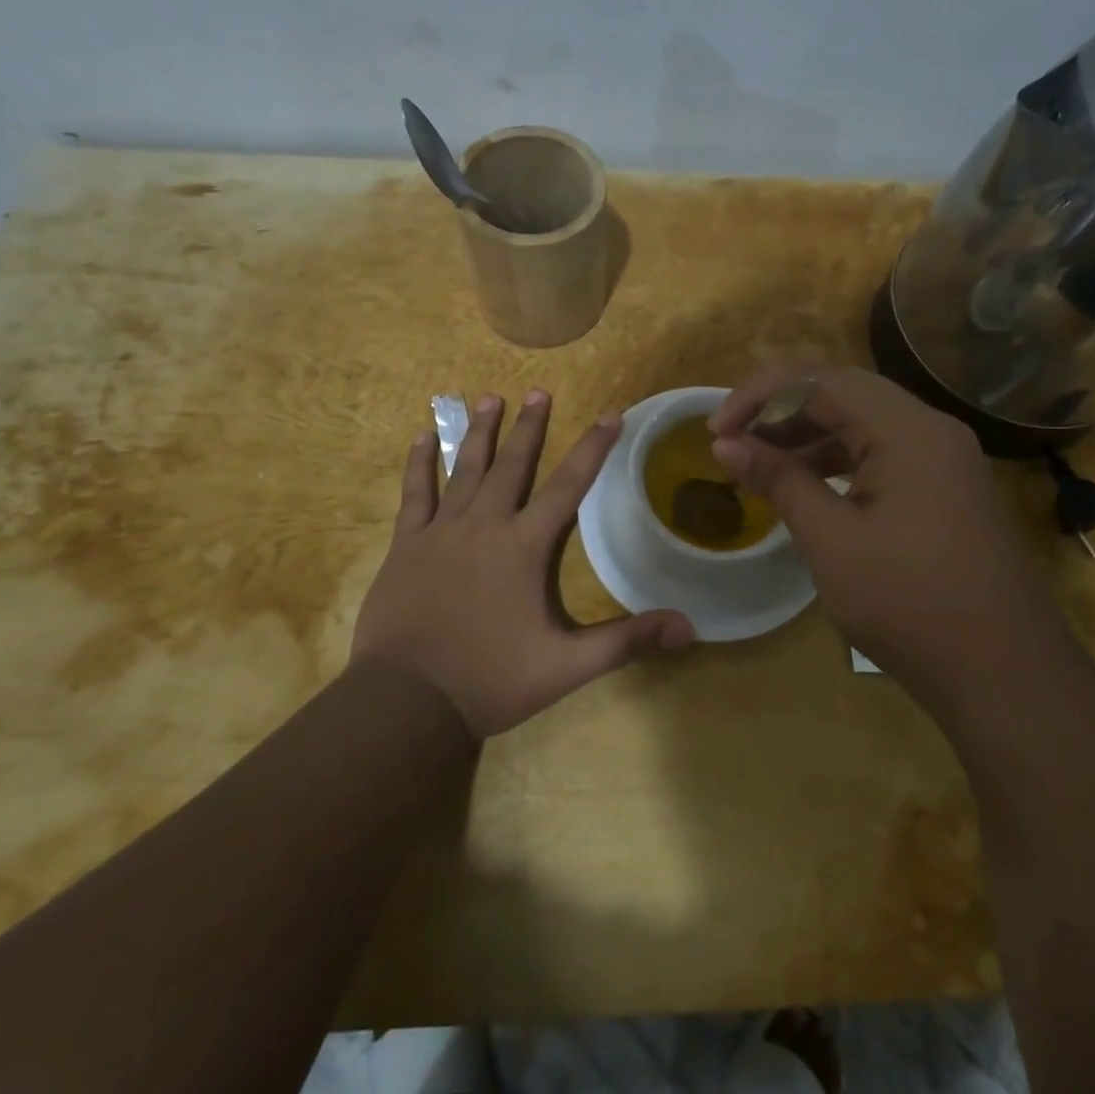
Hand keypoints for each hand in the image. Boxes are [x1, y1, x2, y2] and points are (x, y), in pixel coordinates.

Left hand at [351, 390, 694, 737]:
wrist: (407, 702)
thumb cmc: (490, 680)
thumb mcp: (567, 666)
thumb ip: (627, 642)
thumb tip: (689, 627)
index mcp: (524, 547)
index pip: (568, 486)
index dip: (593, 449)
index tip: (610, 414)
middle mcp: (484, 526)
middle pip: (512, 465)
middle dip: (530, 427)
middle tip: (539, 391)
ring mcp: (440, 532)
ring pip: (464, 470)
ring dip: (478, 432)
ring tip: (489, 398)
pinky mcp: (405, 546)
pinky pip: (414, 494)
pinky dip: (419, 464)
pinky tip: (420, 437)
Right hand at [708, 367, 1059, 699]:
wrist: (1007, 676)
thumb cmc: (910, 604)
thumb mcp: (831, 540)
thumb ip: (779, 480)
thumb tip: (726, 445)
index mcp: (907, 429)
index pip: (819, 382)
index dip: (759, 397)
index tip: (715, 431)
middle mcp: (931, 430)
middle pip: (843, 393)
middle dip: (781, 410)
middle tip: (734, 440)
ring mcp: (945, 460)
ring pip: (864, 423)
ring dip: (808, 436)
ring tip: (760, 464)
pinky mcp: (947, 490)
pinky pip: (884, 455)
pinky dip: (839, 461)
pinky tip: (808, 486)